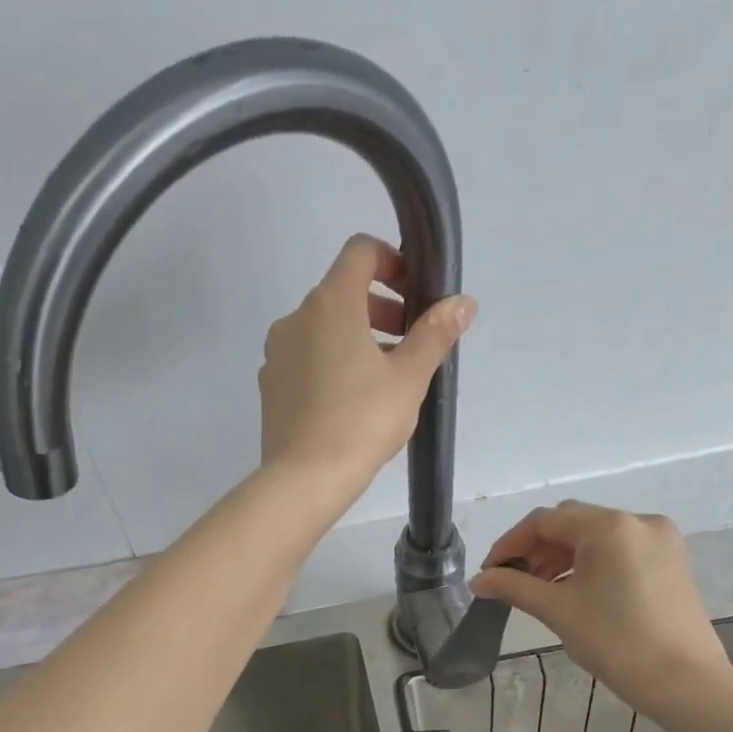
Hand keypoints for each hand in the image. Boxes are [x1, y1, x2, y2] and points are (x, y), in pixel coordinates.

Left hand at [258, 234, 475, 510]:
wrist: (304, 479)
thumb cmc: (361, 422)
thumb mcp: (409, 377)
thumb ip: (435, 333)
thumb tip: (463, 302)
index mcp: (329, 304)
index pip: (360, 252)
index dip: (392, 261)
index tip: (415, 294)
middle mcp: (295, 319)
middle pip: (341, 291)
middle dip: (380, 307)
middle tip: (408, 341)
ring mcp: (276, 354)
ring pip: (321, 329)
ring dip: (356, 337)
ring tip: (384, 377)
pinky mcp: (269, 386)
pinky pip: (305, 359)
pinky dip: (330, 363)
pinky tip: (351, 402)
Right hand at [471, 502, 732, 723]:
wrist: (686, 682)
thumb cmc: (616, 641)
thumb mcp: (557, 610)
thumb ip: (512, 587)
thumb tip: (478, 580)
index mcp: (609, 526)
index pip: (544, 521)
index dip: (509, 544)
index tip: (489, 573)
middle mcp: (638, 521)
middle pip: (571, 523)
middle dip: (536, 549)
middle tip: (511, 581)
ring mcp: (661, 540)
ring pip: (596, 537)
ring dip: (562, 557)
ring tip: (539, 590)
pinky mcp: (672, 562)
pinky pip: (620, 550)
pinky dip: (590, 564)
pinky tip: (574, 591)